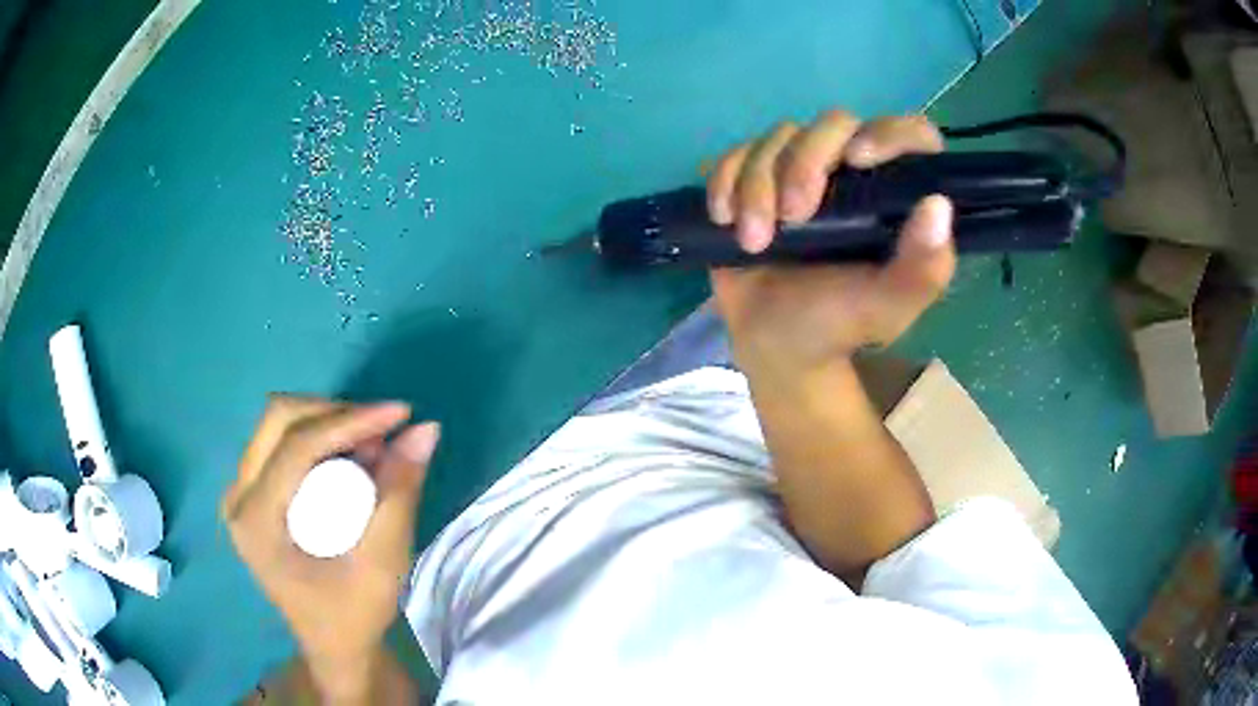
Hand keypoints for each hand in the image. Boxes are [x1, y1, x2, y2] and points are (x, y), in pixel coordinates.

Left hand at [222, 396, 438, 700]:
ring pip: (278, 423)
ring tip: (373, 444)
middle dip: (336, 413)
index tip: (400, 414)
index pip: (296, 446)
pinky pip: (280, 441)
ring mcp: (241, 493)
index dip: (349, 421)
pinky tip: (351, 455)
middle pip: (279, 419)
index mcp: (256, 522)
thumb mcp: (383, 562)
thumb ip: (401, 493)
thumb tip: (426, 429)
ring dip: (329, 421)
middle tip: (384, 430)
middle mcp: (237, 498)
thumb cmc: (354, 614)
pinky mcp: (252, 493)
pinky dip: (320, 436)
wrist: (333, 644)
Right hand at [706, 111, 955, 381]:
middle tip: (794, 216)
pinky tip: (725, 218)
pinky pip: (737, 153)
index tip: (859, 159)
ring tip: (753, 240)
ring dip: (758, 184)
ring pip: (779, 136)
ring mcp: (800, 169)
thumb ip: (923, 268)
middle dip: (805, 163)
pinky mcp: (756, 177)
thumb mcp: (889, 308)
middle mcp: (852, 171)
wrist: (775, 344)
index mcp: (894, 195)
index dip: (889, 133)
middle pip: (833, 124)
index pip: (908, 135)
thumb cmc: (839, 325)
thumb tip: (938, 205)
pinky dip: (725, 180)